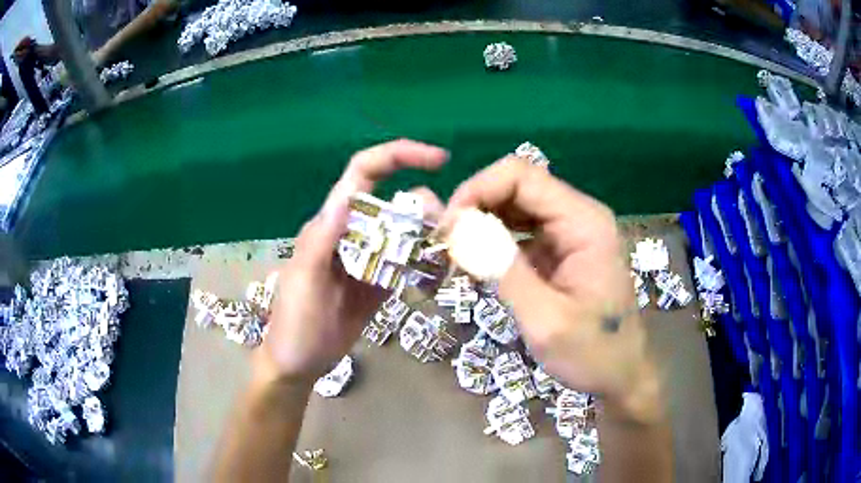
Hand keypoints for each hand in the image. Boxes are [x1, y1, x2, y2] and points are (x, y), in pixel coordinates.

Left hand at [254, 140, 447, 385]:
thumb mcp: (304, 281)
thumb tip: (347, 198)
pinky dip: (426, 264)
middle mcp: (353, 233)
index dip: (398, 156)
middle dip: (425, 207)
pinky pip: (407, 263)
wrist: (299, 363)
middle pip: (395, 201)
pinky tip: (436, 277)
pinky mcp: (379, 283)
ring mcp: (368, 259)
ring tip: (444, 258)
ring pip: (406, 232)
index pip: (364, 173)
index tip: (439, 159)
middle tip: (446, 233)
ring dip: (430, 236)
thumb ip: (321, 240)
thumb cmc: (294, 323)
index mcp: (331, 223)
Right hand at [442, 158, 659, 421]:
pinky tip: (477, 263)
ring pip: (515, 205)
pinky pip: (521, 229)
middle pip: (516, 185)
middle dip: (474, 207)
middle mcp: (579, 215)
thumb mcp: (545, 320)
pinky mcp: (562, 249)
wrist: (621, 375)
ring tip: (455, 255)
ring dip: (481, 222)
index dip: (476, 190)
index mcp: (584, 222)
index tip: (446, 229)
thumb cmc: (593, 354)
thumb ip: (503, 269)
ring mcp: (571, 231)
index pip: (521, 176)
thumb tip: (457, 226)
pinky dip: (493, 240)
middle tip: (445, 245)